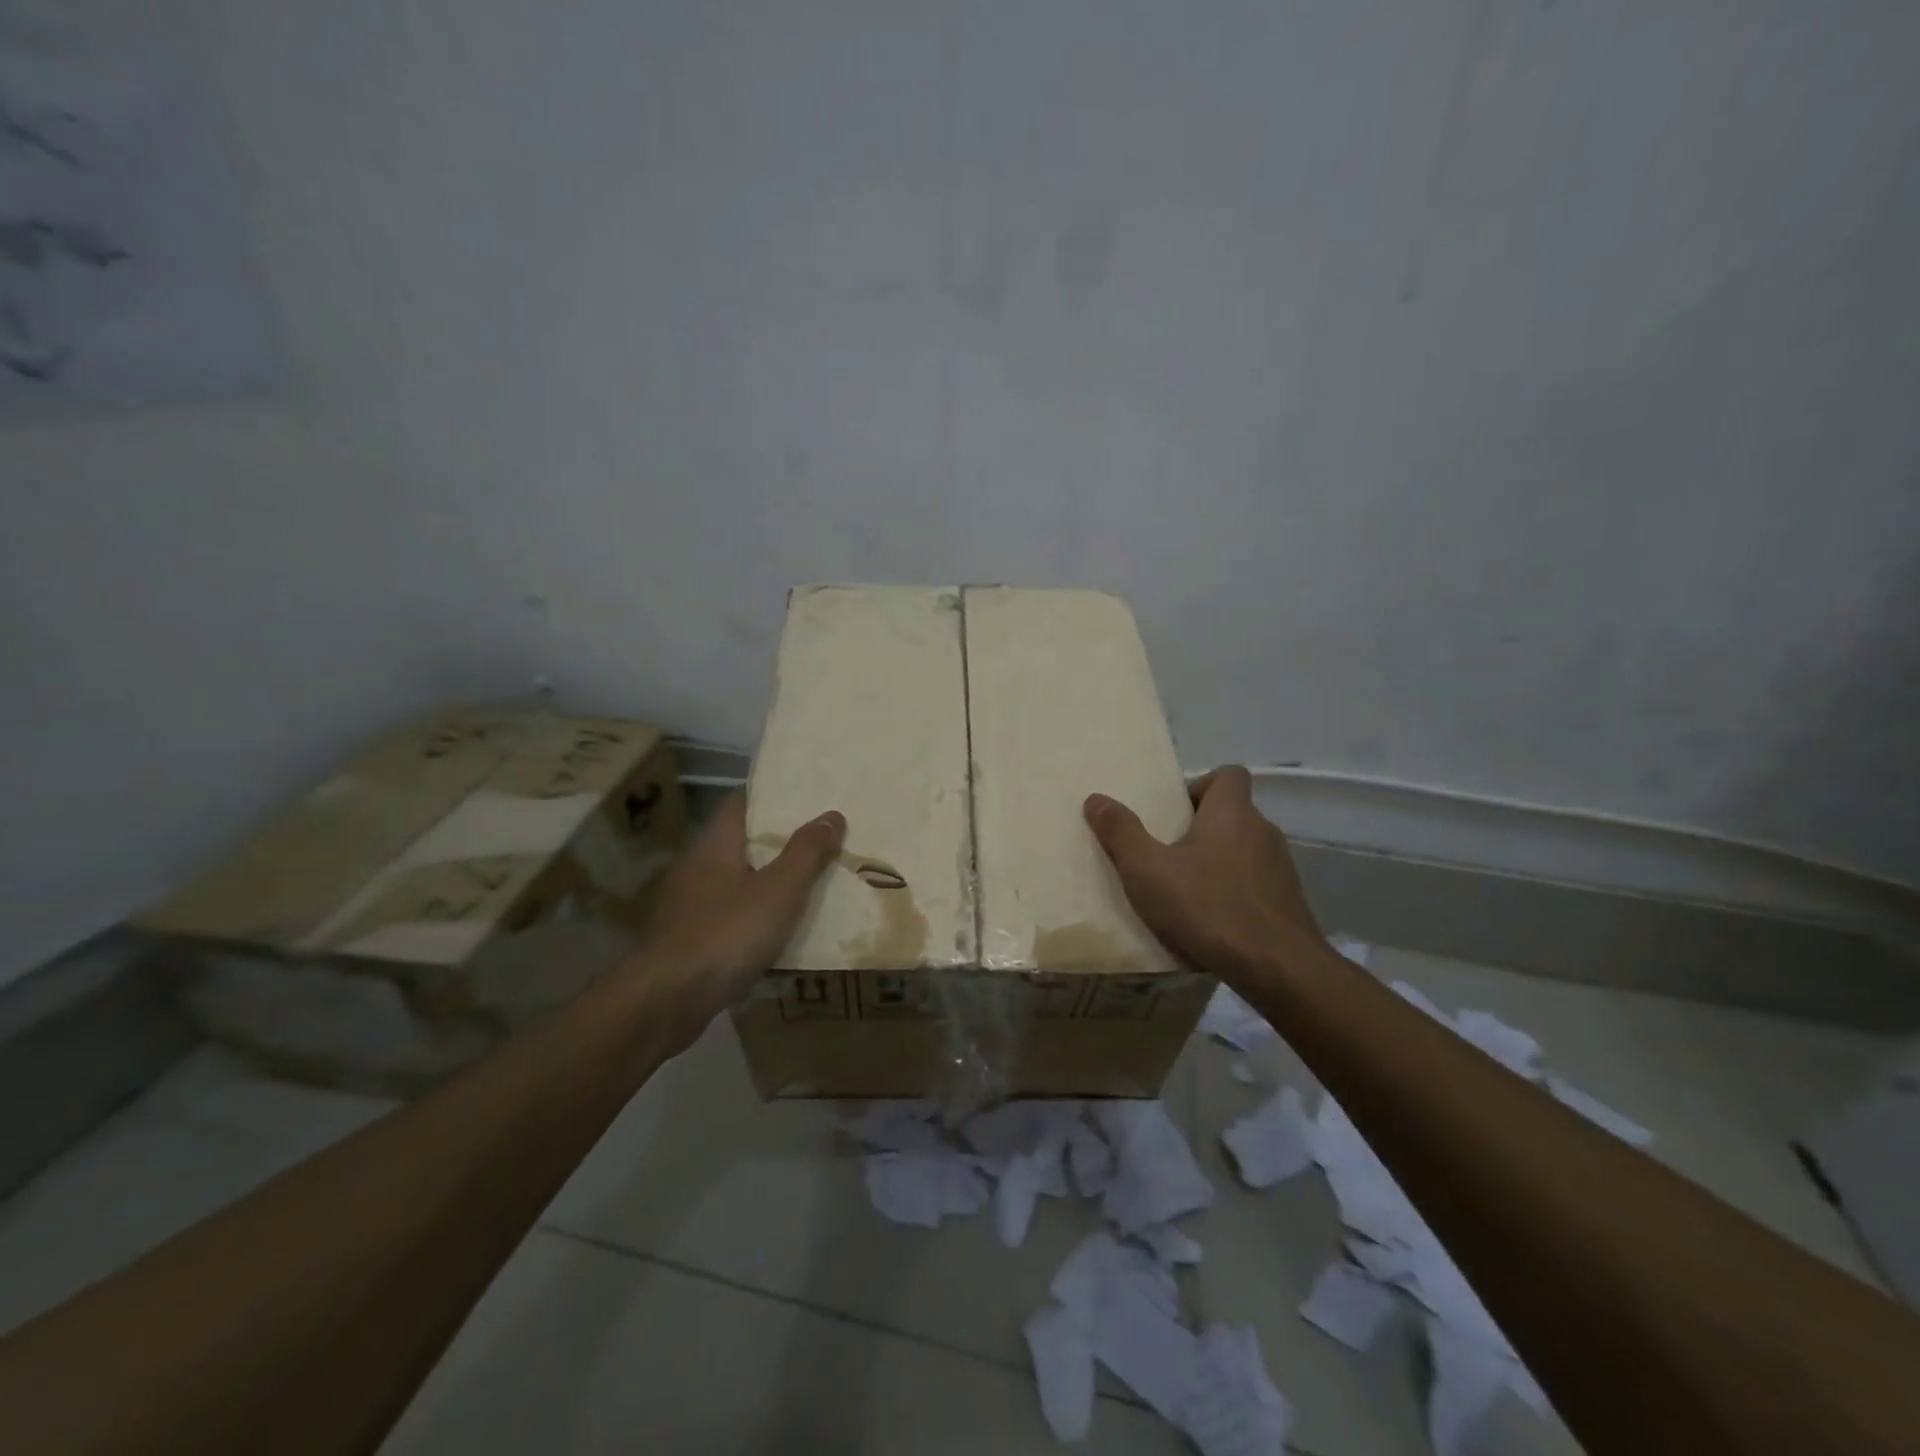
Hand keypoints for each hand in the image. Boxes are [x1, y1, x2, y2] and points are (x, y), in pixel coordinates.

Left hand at [626, 794, 844, 1050]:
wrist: (667, 1001)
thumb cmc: (727, 933)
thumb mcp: (779, 890)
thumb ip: (806, 852)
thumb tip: (832, 815)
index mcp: (714, 845)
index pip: (740, 803)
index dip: (772, 796)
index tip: (805, 797)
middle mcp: (696, 868)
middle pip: (741, 843)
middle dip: (778, 843)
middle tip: (820, 842)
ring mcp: (687, 907)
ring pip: (736, 883)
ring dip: (767, 884)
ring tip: (807, 887)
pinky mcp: (687, 942)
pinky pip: (728, 919)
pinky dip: (753, 920)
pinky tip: (778, 935)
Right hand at [1084, 766, 1324, 985]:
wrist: (1277, 968)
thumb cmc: (1207, 906)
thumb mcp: (1147, 870)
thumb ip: (1121, 832)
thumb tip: (1096, 798)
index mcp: (1232, 812)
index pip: (1230, 774)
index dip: (1202, 785)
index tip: (1175, 812)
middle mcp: (1263, 831)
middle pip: (1233, 813)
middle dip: (1201, 828)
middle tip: (1167, 853)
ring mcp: (1281, 868)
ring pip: (1244, 850)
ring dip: (1217, 862)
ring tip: (1186, 890)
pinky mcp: (1288, 902)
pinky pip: (1255, 884)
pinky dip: (1234, 892)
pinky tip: (1211, 920)